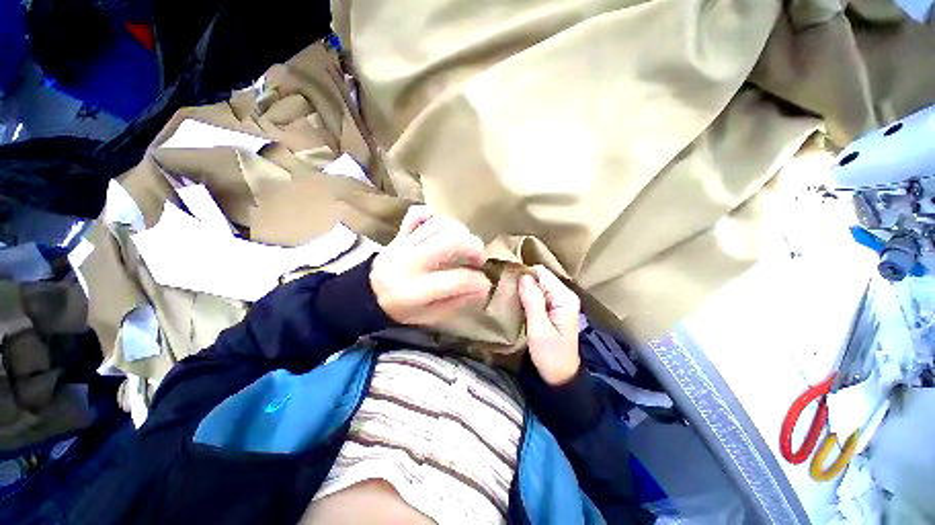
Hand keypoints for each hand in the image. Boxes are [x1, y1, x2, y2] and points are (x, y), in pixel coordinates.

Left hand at [370, 206, 490, 325]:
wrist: (364, 295)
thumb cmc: (399, 310)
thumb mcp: (429, 317)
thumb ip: (456, 302)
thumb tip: (482, 288)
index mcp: (417, 290)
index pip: (458, 279)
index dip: (479, 281)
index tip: (486, 285)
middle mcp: (411, 263)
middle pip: (451, 241)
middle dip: (474, 247)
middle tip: (478, 259)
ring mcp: (404, 244)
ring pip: (439, 224)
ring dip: (459, 231)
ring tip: (463, 245)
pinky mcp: (400, 234)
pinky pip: (416, 214)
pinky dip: (433, 216)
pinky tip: (440, 228)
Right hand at [519, 266, 580, 385]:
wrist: (560, 377)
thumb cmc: (550, 355)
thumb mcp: (539, 329)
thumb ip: (532, 301)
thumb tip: (523, 276)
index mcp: (564, 298)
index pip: (542, 273)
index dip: (524, 275)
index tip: (507, 282)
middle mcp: (564, 295)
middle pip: (540, 277)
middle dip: (523, 282)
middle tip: (506, 291)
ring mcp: (560, 302)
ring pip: (538, 285)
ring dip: (524, 289)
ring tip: (509, 296)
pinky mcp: (554, 309)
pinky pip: (538, 294)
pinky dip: (527, 296)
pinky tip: (517, 303)